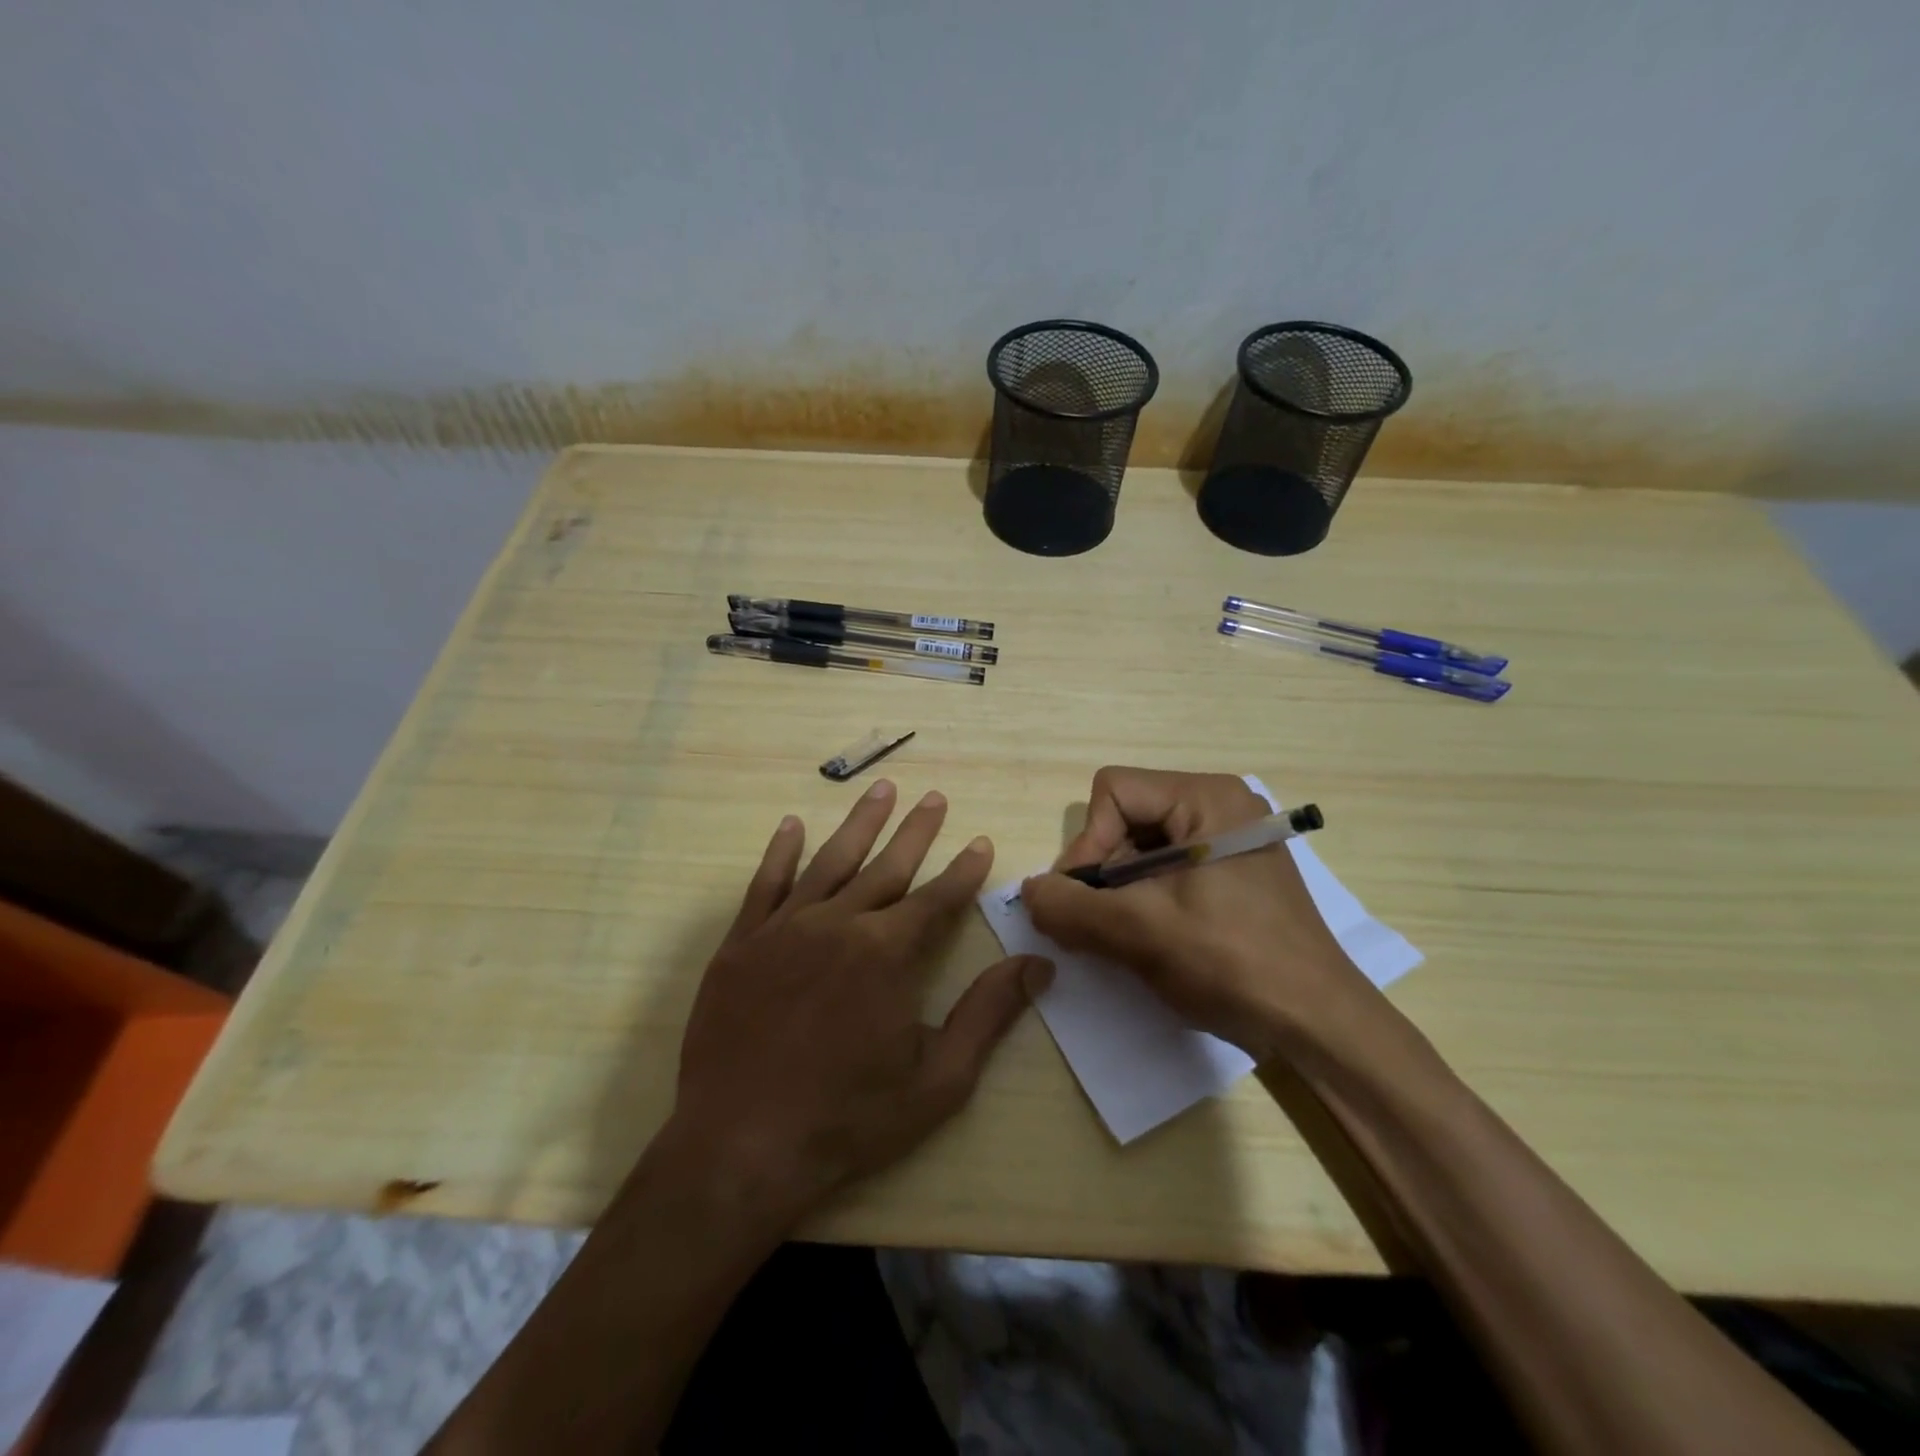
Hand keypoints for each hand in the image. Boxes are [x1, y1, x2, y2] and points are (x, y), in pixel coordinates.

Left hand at [663, 779, 1051, 1218]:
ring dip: (859, 823)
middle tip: (935, 797)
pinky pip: (765, 884)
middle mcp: (838, 924)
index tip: (981, 842)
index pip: (937, 897)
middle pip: (887, 865)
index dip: (964, 870)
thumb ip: (988, 1014)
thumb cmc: (848, 1120)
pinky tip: (792, 826)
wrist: (740, 1148)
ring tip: (881, 789)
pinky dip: (781, 852)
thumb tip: (1037, 965)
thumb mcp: (937, 1080)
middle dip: (916, 830)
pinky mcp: (742, 944)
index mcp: (887, 953)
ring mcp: (784, 929)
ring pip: (830, 860)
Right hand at [1019, 766, 1367, 1060]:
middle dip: (1104, 871)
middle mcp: (1220, 804)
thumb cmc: (1231, 962)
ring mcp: (1230, 838)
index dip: (1088, 844)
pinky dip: (1145, 898)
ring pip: (1142, 846)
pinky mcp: (1233, 870)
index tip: (1087, 900)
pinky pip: (1167, 867)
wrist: (1317, 1023)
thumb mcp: (1139, 932)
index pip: (1113, 792)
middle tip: (1102, 924)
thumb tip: (1027, 891)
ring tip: (1126, 937)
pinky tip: (1151, 937)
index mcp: (1207, 797)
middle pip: (1126, 816)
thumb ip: (1071, 906)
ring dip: (1121, 890)